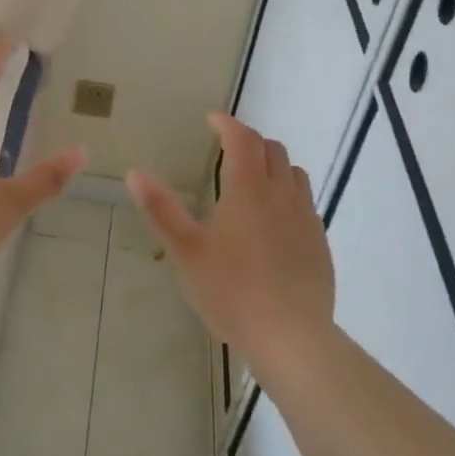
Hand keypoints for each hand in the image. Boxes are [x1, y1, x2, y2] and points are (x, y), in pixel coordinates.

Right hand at [127, 112, 334, 363]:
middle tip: (228, 149)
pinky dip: (287, 193)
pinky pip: (305, 202)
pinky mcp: (319, 241)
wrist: (291, 336)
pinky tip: (274, 220)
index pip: (242, 139)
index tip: (212, 119)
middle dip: (250, 141)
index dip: (227, 124)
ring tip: (253, 180)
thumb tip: (135, 173)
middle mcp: (282, 194)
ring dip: (273, 165)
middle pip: (272, 150)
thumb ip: (161, 209)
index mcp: (248, 189)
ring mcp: (306, 217)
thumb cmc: (231, 291)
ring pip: (294, 173)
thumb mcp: (186, 251)